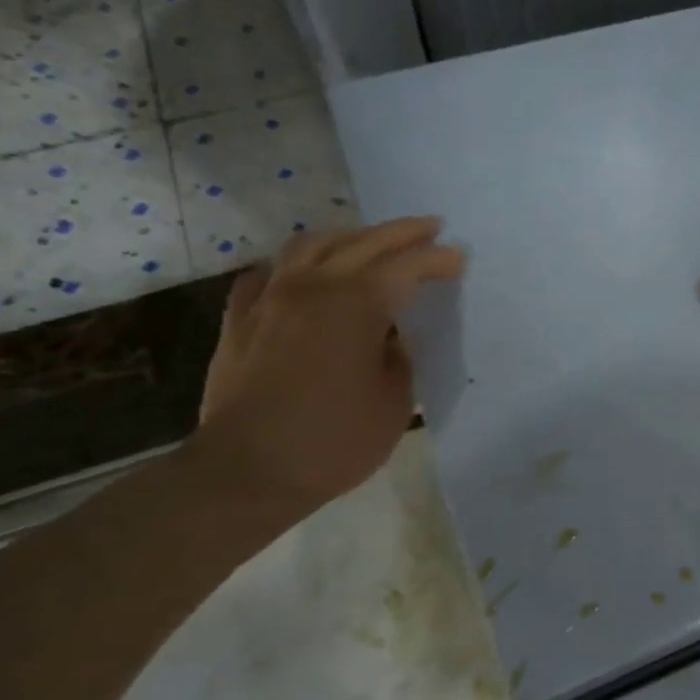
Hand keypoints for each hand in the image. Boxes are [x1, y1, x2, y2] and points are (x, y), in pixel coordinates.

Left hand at [191, 219, 463, 516]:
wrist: (246, 472)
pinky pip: (268, 273)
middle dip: (402, 233)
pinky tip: (303, 273)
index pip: (406, 267)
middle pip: (363, 243)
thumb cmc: (332, 441)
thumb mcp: (394, 403)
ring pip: (311, 246)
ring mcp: (271, 299)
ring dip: (349, 237)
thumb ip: (398, 358)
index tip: (458, 258)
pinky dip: (294, 265)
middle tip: (430, 228)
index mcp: (357, 304)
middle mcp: (313, 287)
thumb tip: (389, 338)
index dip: (436, 260)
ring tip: (369, 241)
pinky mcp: (241, 320)